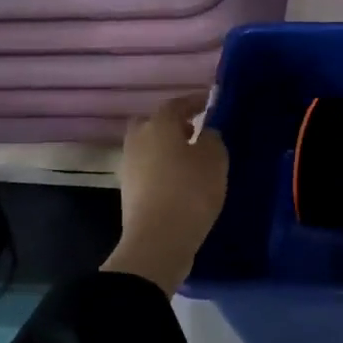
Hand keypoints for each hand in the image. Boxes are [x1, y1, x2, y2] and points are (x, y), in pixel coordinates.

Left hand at [102, 93, 228, 295]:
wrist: (158, 240)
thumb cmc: (190, 191)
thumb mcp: (215, 160)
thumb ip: (212, 139)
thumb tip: (205, 134)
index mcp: (159, 125)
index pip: (176, 104)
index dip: (193, 102)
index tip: (208, 103)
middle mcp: (138, 140)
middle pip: (153, 123)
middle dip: (172, 124)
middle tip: (193, 131)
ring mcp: (129, 166)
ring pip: (148, 147)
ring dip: (165, 148)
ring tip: (190, 159)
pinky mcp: (128, 191)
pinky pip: (147, 169)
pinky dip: (161, 168)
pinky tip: (179, 180)